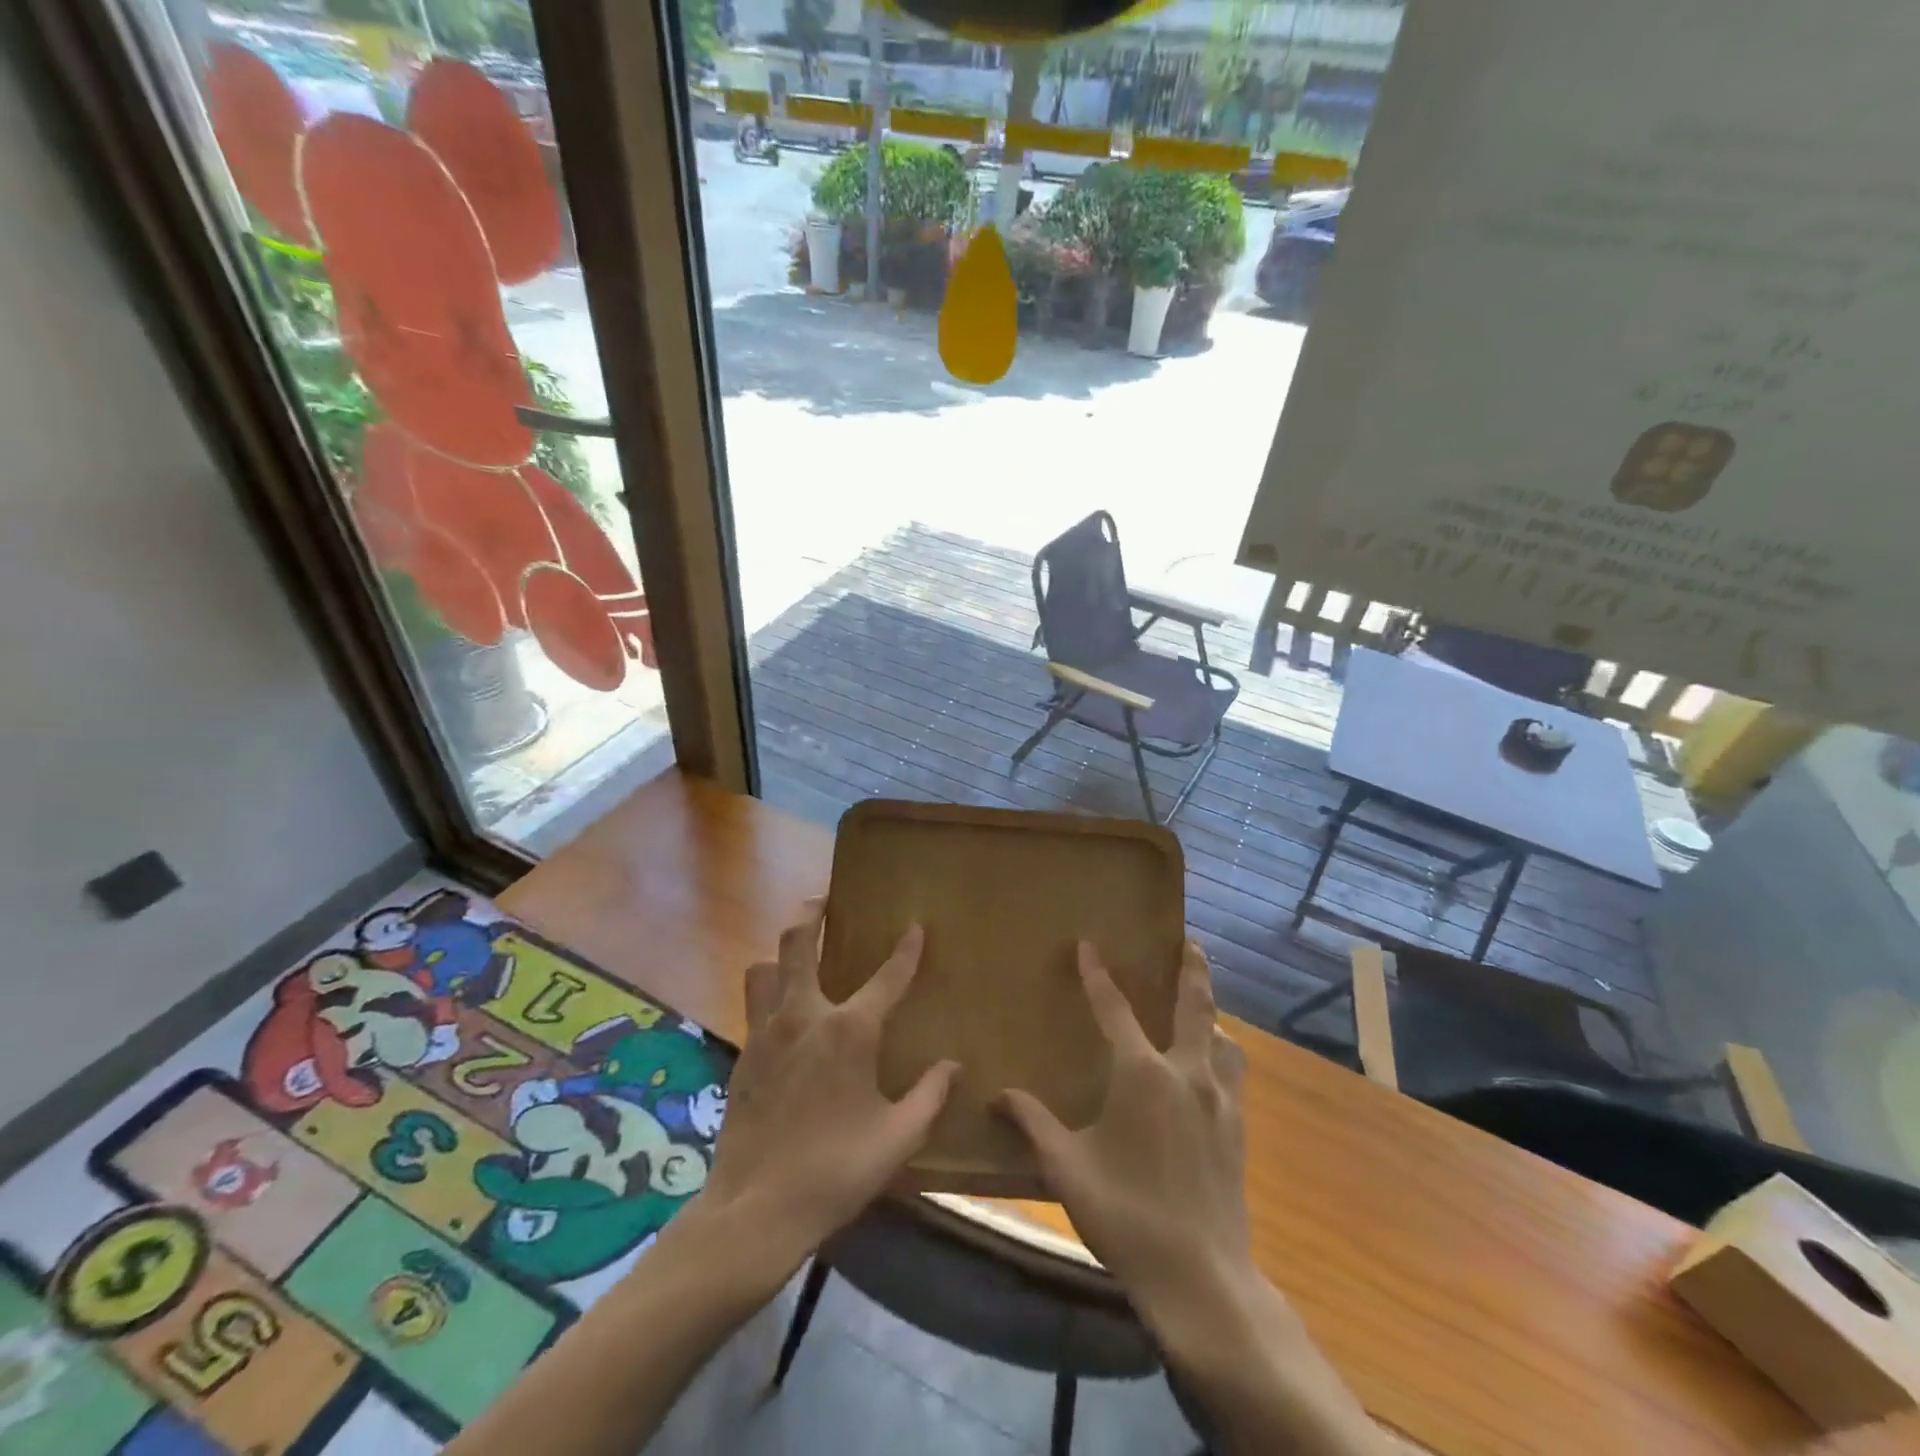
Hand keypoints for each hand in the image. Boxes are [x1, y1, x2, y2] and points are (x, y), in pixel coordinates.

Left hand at [698, 900, 958, 1283]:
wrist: (755, 1210)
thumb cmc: (835, 1171)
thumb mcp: (897, 1138)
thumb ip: (930, 1096)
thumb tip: (953, 1066)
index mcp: (849, 1031)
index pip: (887, 977)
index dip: (906, 950)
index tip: (915, 926)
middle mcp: (804, 1016)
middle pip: (797, 943)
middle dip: (811, 912)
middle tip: (824, 899)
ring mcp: (766, 1032)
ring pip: (765, 968)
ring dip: (781, 952)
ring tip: (798, 952)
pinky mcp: (743, 1054)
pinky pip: (754, 1004)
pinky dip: (768, 991)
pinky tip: (783, 1012)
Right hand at [1000, 943, 1384, 1454]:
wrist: (1202, 1278)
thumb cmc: (1127, 1215)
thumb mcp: (1068, 1169)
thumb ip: (1033, 1124)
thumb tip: (998, 1095)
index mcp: (1141, 1074)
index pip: (1114, 1009)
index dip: (1097, 975)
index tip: (1088, 945)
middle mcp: (1187, 1073)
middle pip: (1195, 1005)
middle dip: (1191, 968)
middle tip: (1189, 942)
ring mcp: (1220, 1100)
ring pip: (1224, 1039)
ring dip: (1212, 1015)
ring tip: (1201, 1009)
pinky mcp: (1238, 1128)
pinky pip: (1233, 1072)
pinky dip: (1222, 1054)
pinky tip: (1211, 1069)